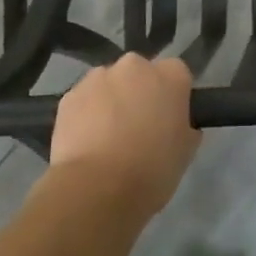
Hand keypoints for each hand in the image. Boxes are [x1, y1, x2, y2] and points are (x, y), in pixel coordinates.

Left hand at [48, 54, 200, 220]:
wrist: (97, 188)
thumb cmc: (152, 170)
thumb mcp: (185, 152)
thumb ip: (184, 128)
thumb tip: (177, 125)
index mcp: (171, 75)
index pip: (177, 73)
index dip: (173, 96)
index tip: (169, 119)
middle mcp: (134, 66)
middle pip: (140, 73)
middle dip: (139, 92)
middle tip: (138, 127)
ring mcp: (98, 77)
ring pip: (108, 84)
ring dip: (111, 101)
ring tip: (107, 138)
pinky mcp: (69, 96)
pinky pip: (84, 101)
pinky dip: (86, 114)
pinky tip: (86, 143)